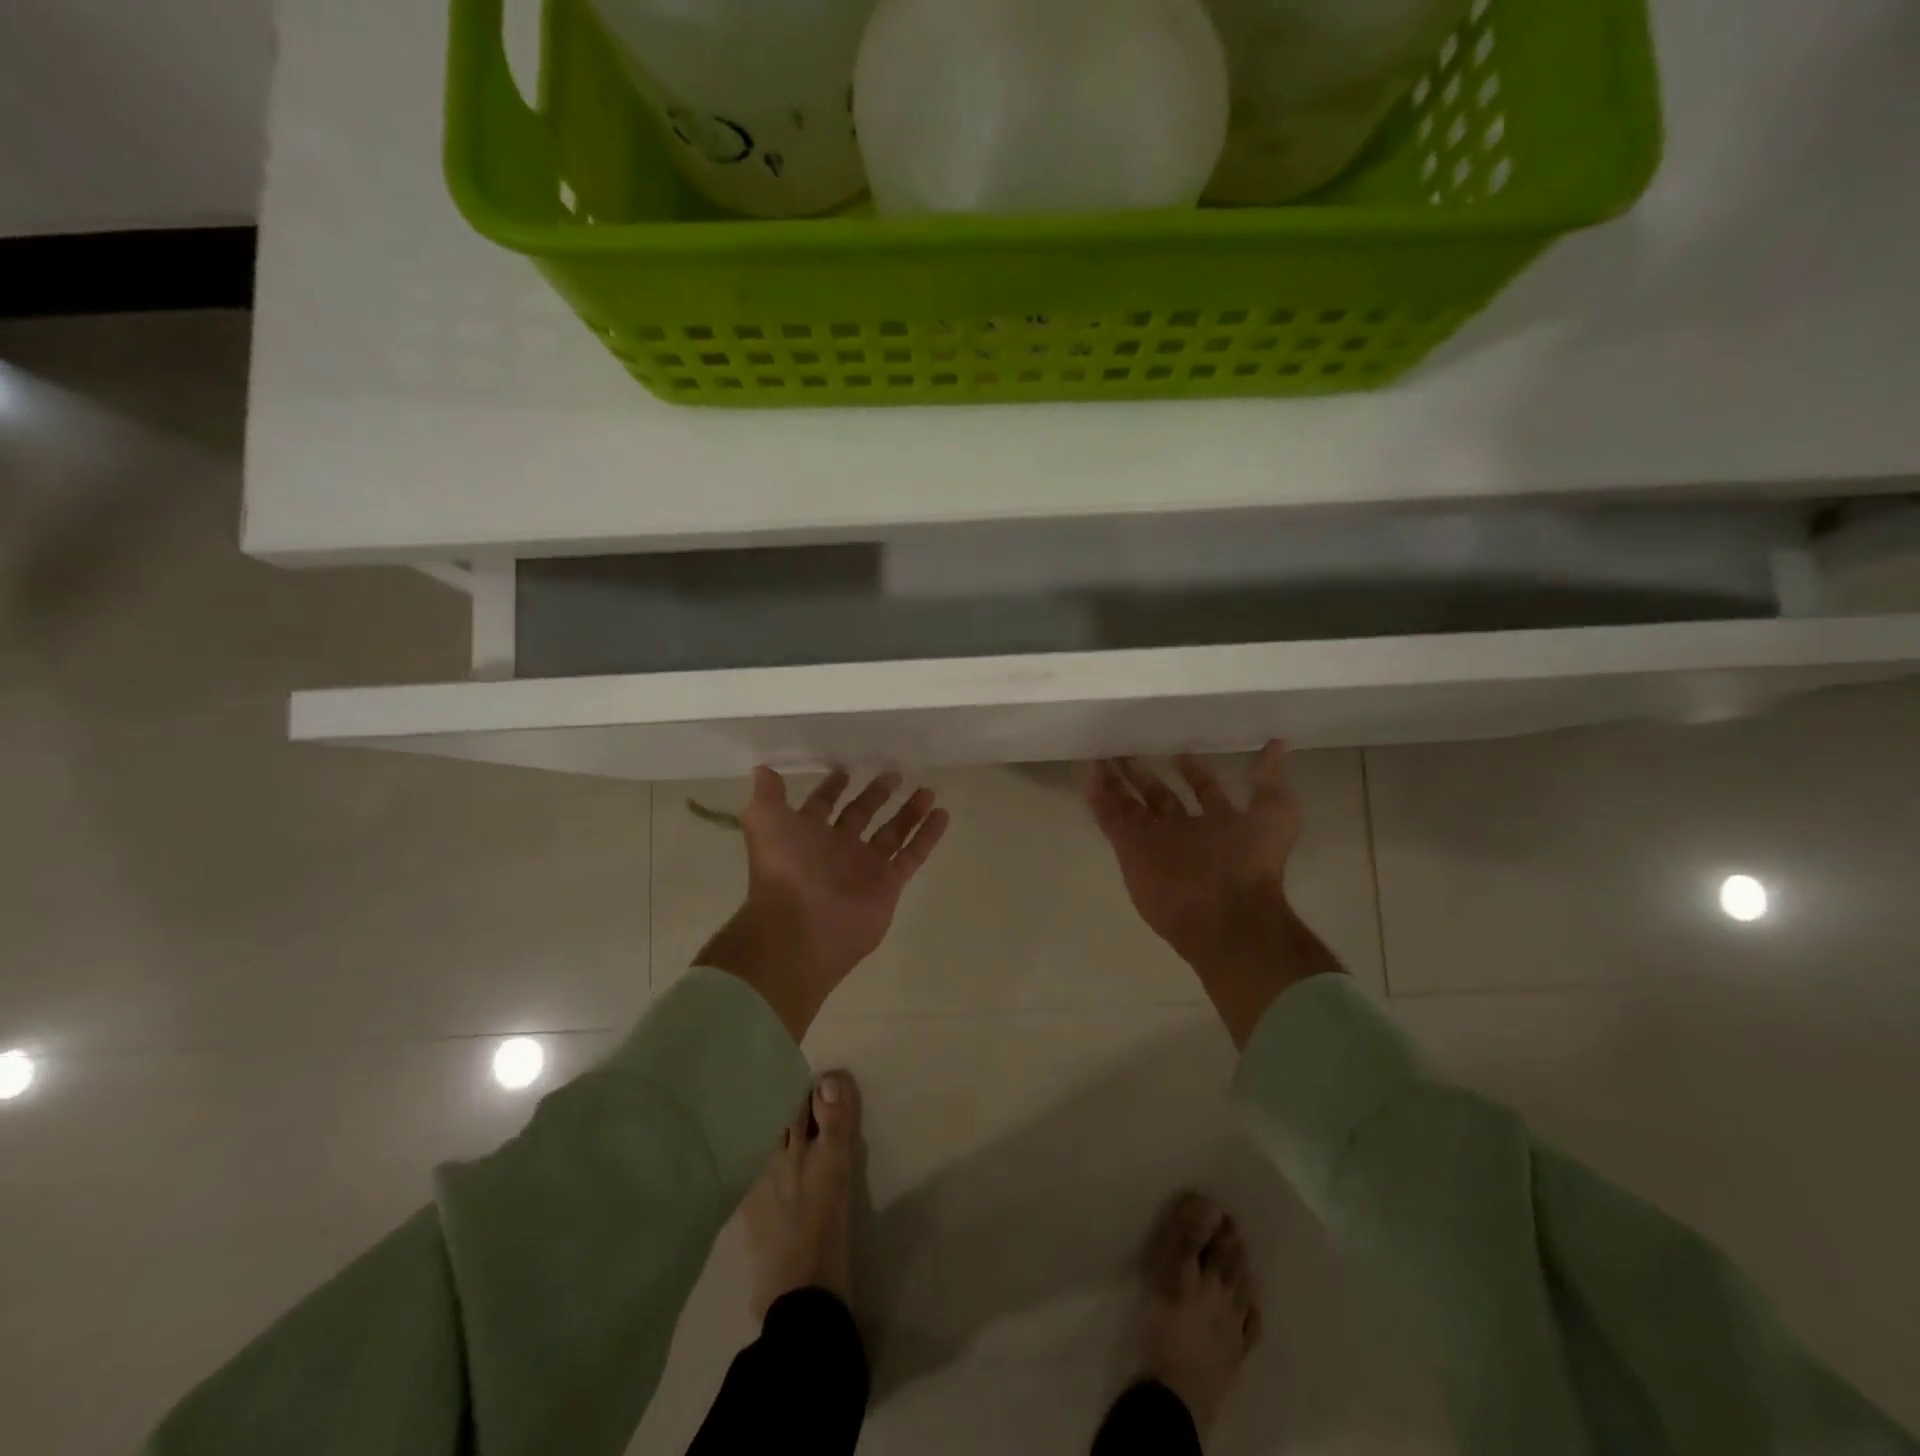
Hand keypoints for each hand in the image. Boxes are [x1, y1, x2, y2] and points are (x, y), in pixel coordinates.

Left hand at [697, 767, 949, 1038]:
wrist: (802, 928)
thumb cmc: (784, 870)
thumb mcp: (765, 822)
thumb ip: (767, 795)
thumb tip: (762, 769)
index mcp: (807, 834)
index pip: (823, 805)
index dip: (832, 789)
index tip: (847, 770)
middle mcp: (837, 849)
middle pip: (861, 815)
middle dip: (876, 795)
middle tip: (895, 774)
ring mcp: (865, 867)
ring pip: (892, 833)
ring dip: (908, 812)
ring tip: (926, 790)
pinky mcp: (889, 884)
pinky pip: (913, 854)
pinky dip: (928, 835)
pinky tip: (942, 814)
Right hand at [1085, 742, 1341, 1046]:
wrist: (1224, 913)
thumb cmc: (1252, 862)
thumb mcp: (1276, 814)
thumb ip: (1269, 780)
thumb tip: (1279, 744)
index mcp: (1217, 822)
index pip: (1201, 790)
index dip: (1192, 769)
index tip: (1177, 749)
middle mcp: (1182, 829)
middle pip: (1157, 794)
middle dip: (1142, 771)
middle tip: (1125, 745)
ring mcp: (1152, 839)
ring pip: (1128, 802)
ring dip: (1114, 778)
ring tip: (1099, 751)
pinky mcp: (1127, 846)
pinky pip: (1108, 815)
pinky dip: (1096, 793)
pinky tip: (1086, 768)